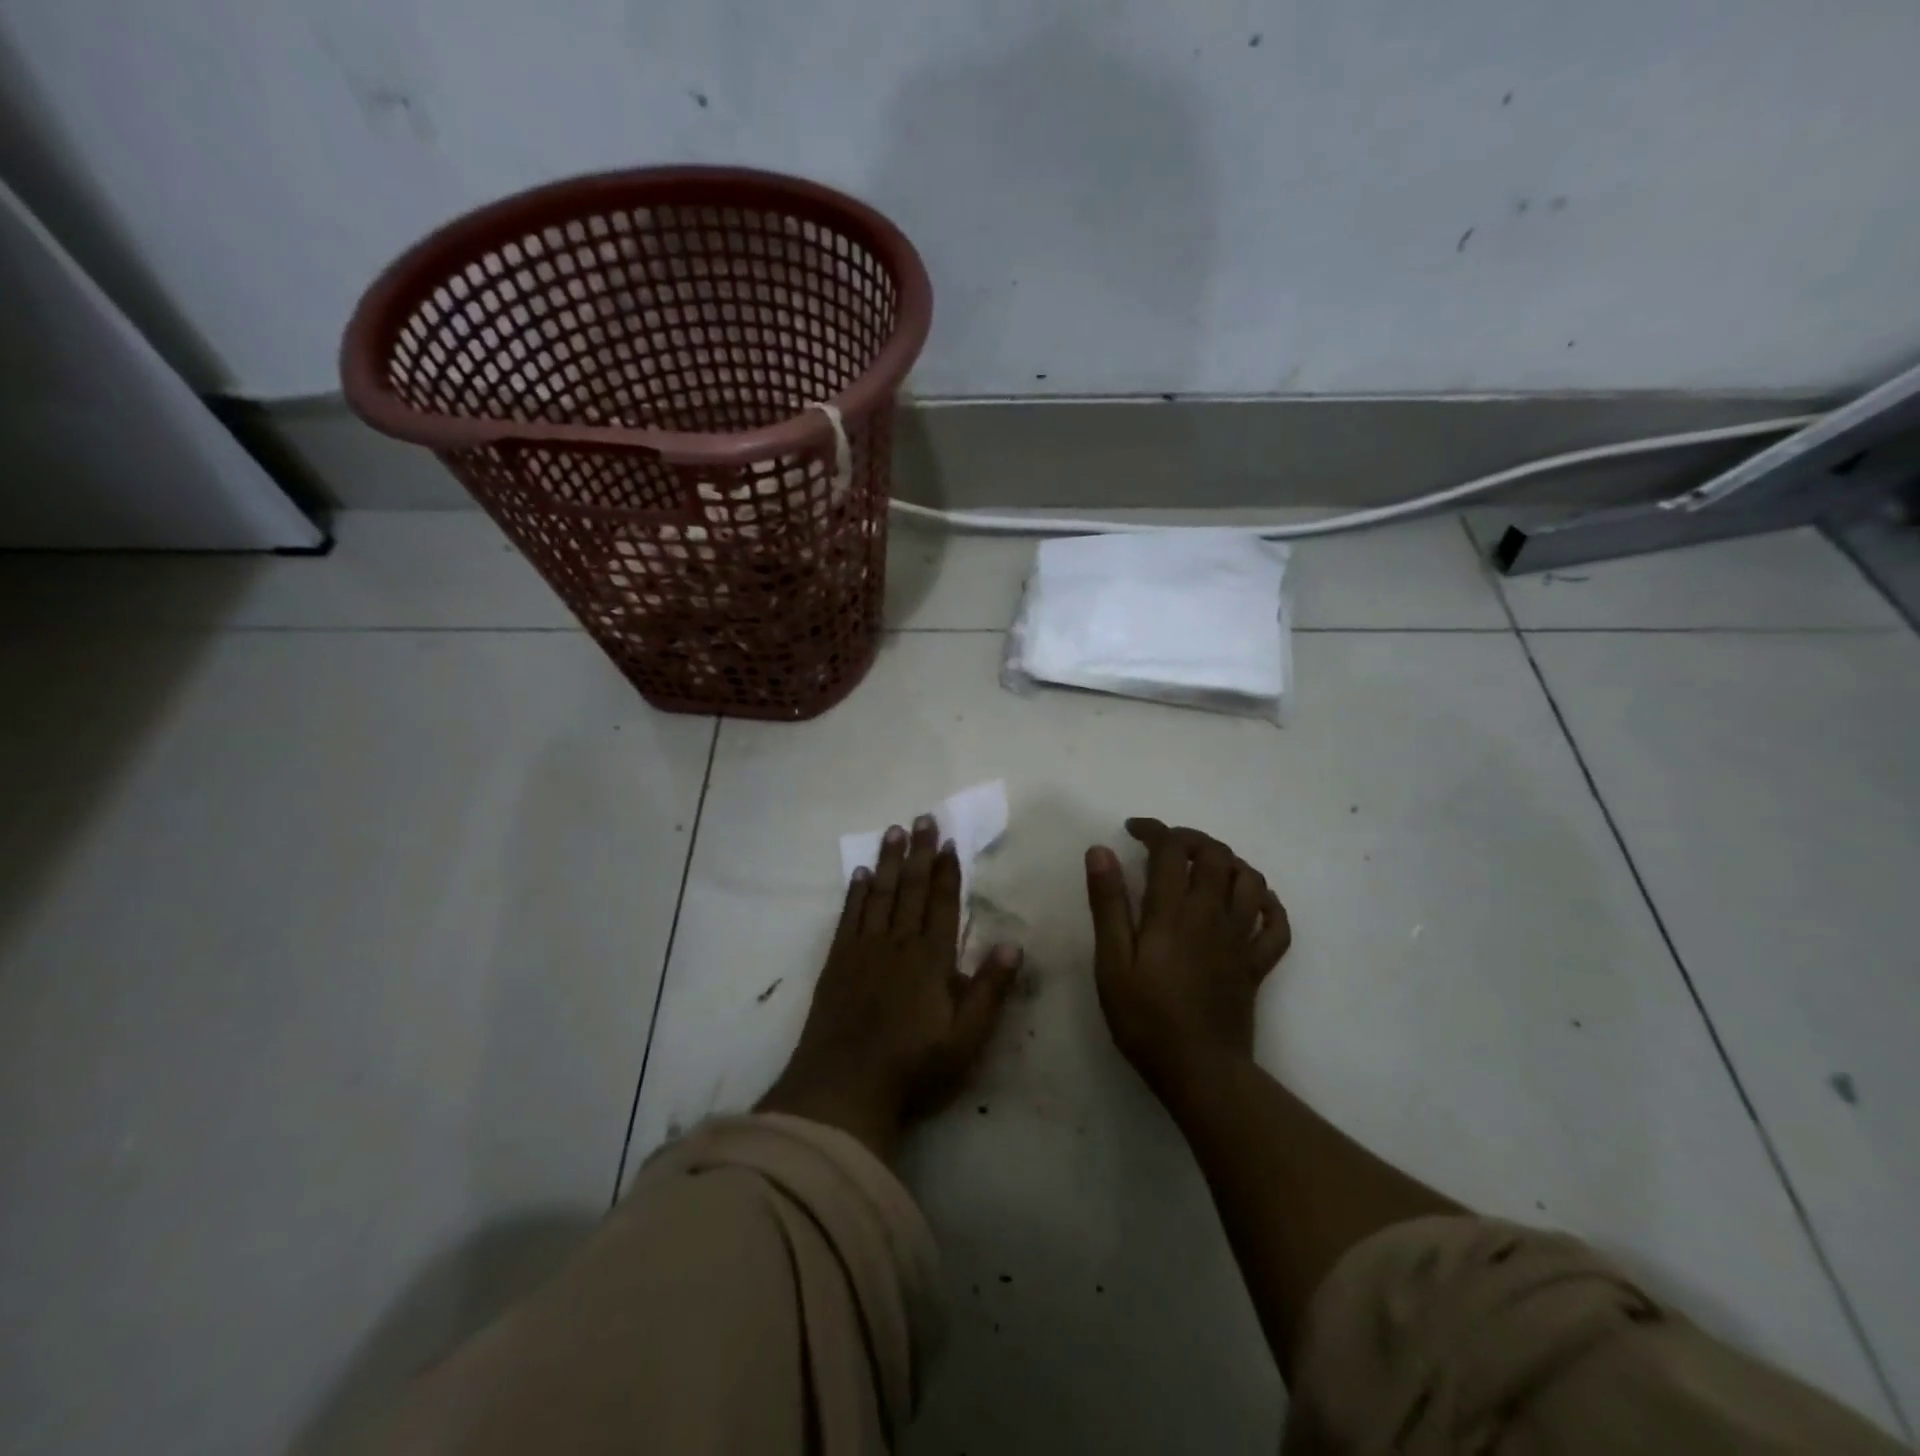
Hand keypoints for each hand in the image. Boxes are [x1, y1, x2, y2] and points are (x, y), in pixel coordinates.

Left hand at [759, 816, 1021, 1161]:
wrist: (844, 1088)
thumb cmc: (913, 1067)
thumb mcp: (966, 1038)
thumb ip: (990, 990)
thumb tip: (1014, 944)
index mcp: (930, 959)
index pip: (942, 904)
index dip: (946, 872)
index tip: (948, 841)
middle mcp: (897, 943)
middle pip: (910, 889)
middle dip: (919, 852)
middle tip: (922, 818)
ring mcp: (863, 950)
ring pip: (879, 894)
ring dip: (888, 861)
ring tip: (893, 831)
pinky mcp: (837, 962)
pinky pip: (849, 916)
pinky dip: (856, 893)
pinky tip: (860, 874)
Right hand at [1084, 819, 1291, 1098]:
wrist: (1200, 1071)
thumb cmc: (1145, 1018)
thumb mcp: (1111, 961)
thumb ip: (1108, 904)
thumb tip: (1100, 851)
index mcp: (1174, 912)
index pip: (1171, 849)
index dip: (1154, 830)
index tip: (1133, 830)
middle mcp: (1212, 915)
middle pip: (1215, 855)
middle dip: (1190, 838)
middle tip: (1165, 845)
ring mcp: (1240, 939)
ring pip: (1250, 880)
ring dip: (1228, 862)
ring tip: (1204, 867)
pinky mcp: (1257, 964)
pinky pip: (1276, 924)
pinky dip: (1267, 903)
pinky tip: (1251, 902)